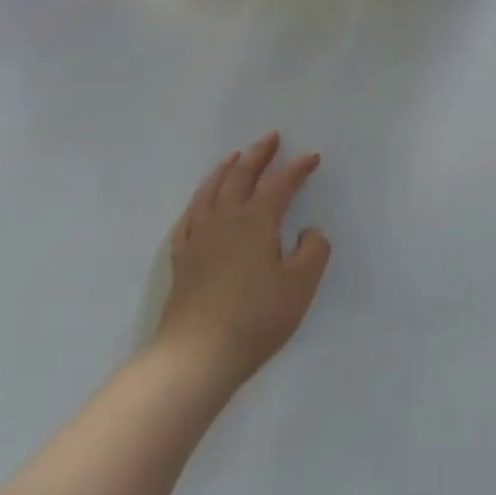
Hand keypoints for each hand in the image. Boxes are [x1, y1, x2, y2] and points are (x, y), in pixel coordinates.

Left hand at [156, 132, 330, 391]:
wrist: (197, 355)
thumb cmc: (257, 317)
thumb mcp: (301, 285)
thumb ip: (313, 251)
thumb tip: (309, 232)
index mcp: (257, 221)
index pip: (280, 184)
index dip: (297, 168)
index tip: (311, 157)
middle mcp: (226, 220)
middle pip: (240, 177)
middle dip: (258, 155)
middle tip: (270, 138)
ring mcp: (199, 238)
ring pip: (211, 191)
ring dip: (225, 170)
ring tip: (235, 157)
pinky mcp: (182, 259)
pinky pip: (189, 217)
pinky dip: (199, 200)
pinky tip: (201, 202)